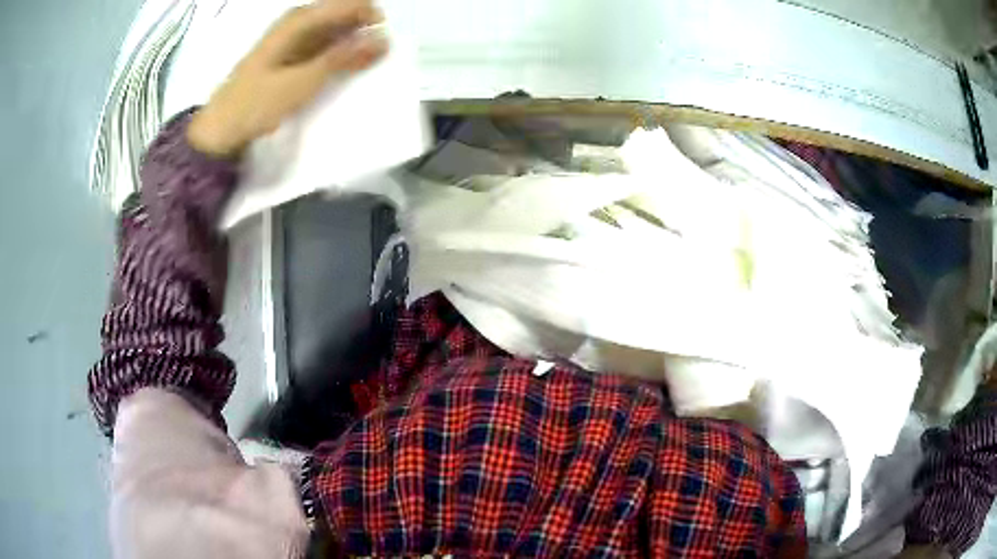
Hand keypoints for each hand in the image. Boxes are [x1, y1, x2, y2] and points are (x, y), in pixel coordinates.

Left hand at [187, 0, 387, 157]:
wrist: (219, 130)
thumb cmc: (256, 105)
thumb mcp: (302, 83)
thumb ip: (343, 58)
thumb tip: (384, 39)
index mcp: (300, 19)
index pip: (351, 4)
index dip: (373, 21)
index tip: (382, 48)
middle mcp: (298, 20)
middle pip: (344, 14)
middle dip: (363, 32)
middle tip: (371, 61)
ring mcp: (292, 36)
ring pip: (335, 29)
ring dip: (351, 45)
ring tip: (357, 69)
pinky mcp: (289, 53)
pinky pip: (323, 43)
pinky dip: (336, 54)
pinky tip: (338, 72)